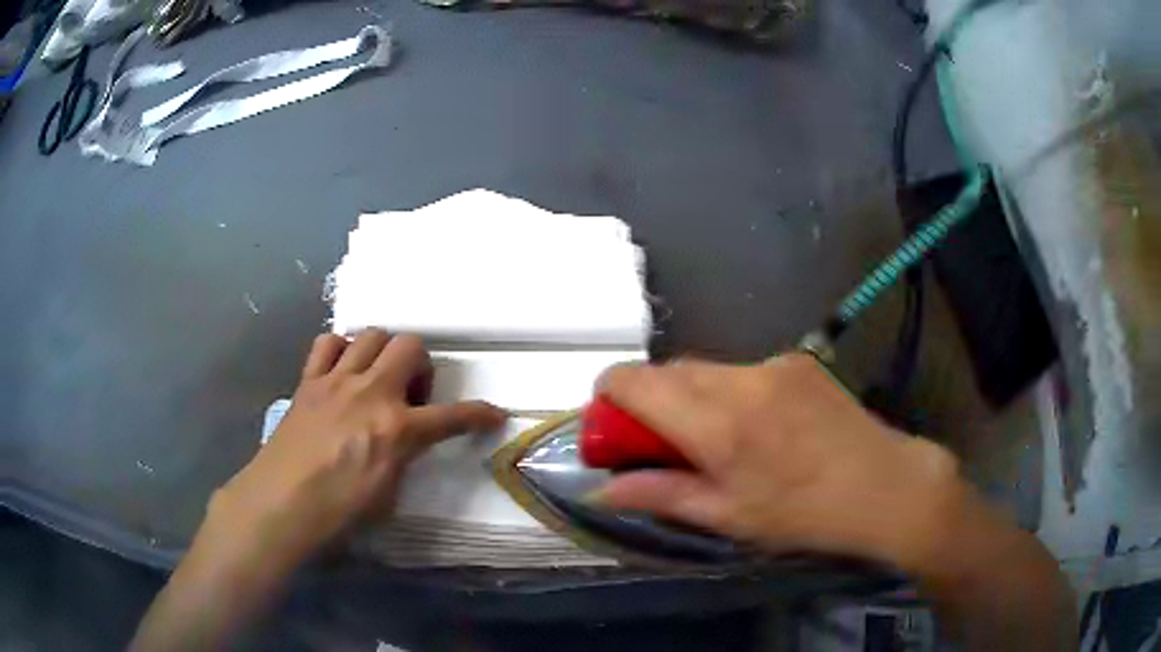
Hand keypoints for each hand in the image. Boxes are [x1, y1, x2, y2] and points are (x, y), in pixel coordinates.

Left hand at [205, 330, 507, 569]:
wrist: (281, 504)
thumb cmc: (338, 511)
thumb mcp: (388, 493)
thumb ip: (404, 457)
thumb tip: (406, 442)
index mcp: (397, 429)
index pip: (452, 417)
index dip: (479, 414)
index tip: (494, 414)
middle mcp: (371, 393)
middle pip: (410, 346)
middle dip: (422, 366)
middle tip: (412, 396)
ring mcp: (337, 380)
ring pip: (372, 335)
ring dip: (384, 353)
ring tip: (377, 380)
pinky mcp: (309, 380)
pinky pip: (328, 343)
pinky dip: (341, 350)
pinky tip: (341, 372)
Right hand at [594, 354, 964, 572]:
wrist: (886, 486)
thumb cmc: (804, 514)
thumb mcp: (728, 516)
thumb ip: (660, 495)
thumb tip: (600, 492)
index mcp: (717, 423)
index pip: (634, 381)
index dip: (608, 396)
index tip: (612, 428)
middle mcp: (740, 379)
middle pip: (667, 371)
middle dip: (651, 401)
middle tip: (663, 444)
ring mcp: (772, 363)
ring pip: (705, 369)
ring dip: (692, 396)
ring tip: (718, 440)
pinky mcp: (797, 359)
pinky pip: (742, 370)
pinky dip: (729, 392)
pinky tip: (760, 426)